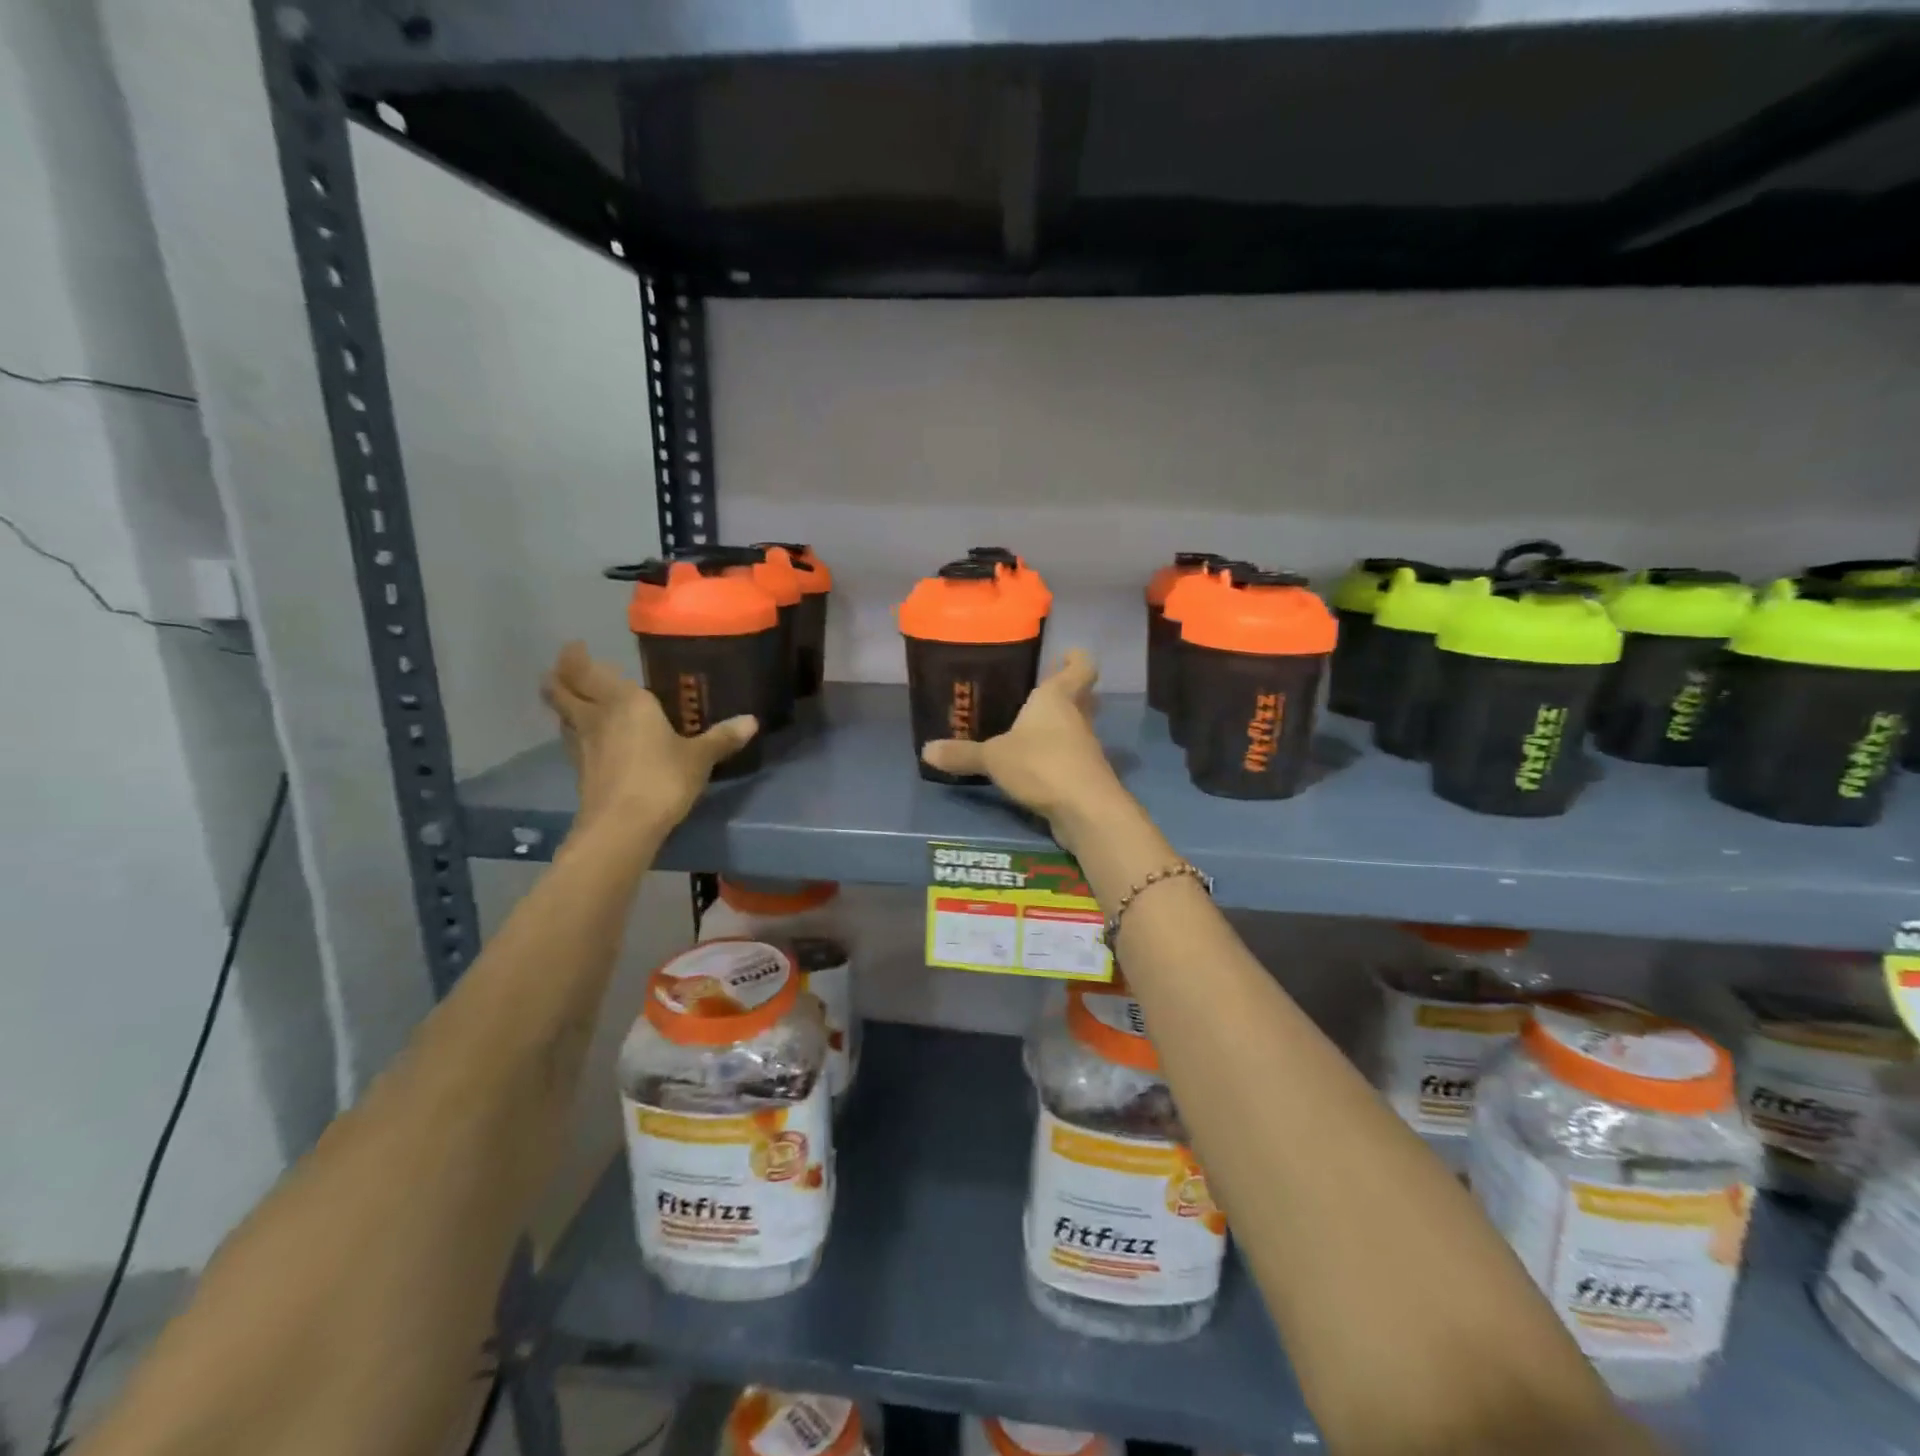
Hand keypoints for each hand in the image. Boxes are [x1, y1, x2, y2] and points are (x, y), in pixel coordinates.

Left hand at [541, 641, 755, 839]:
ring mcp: (582, 745)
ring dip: (565, 705)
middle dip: (559, 677)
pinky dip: (577, 733)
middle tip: (567, 668)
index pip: (585, 670)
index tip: (576, 647)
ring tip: (579, 700)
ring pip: (563, 716)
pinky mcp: (580, 772)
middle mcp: (596, 716)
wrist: (623, 827)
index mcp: (624, 701)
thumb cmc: (662, 779)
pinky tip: (593, 739)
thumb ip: (722, 737)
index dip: (575, 657)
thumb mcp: (699, 758)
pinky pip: (573, 740)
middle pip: (560, 690)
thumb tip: (752, 721)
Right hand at [920, 650, 1126, 837]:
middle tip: (1037, 693)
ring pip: (1075, 729)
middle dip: (1065, 694)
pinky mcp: (1086, 777)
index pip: (1080, 667)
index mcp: (1057, 698)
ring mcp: (1085, 749)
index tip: (1064, 655)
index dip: (1074, 659)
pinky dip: (1055, 759)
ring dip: (1058, 729)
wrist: (1085, 809)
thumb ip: (962, 754)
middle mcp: (1077, 718)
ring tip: (1026, 732)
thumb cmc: (1041, 764)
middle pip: (1081, 697)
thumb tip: (926, 750)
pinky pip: (1069, 758)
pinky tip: (1031, 768)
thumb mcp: (993, 758)